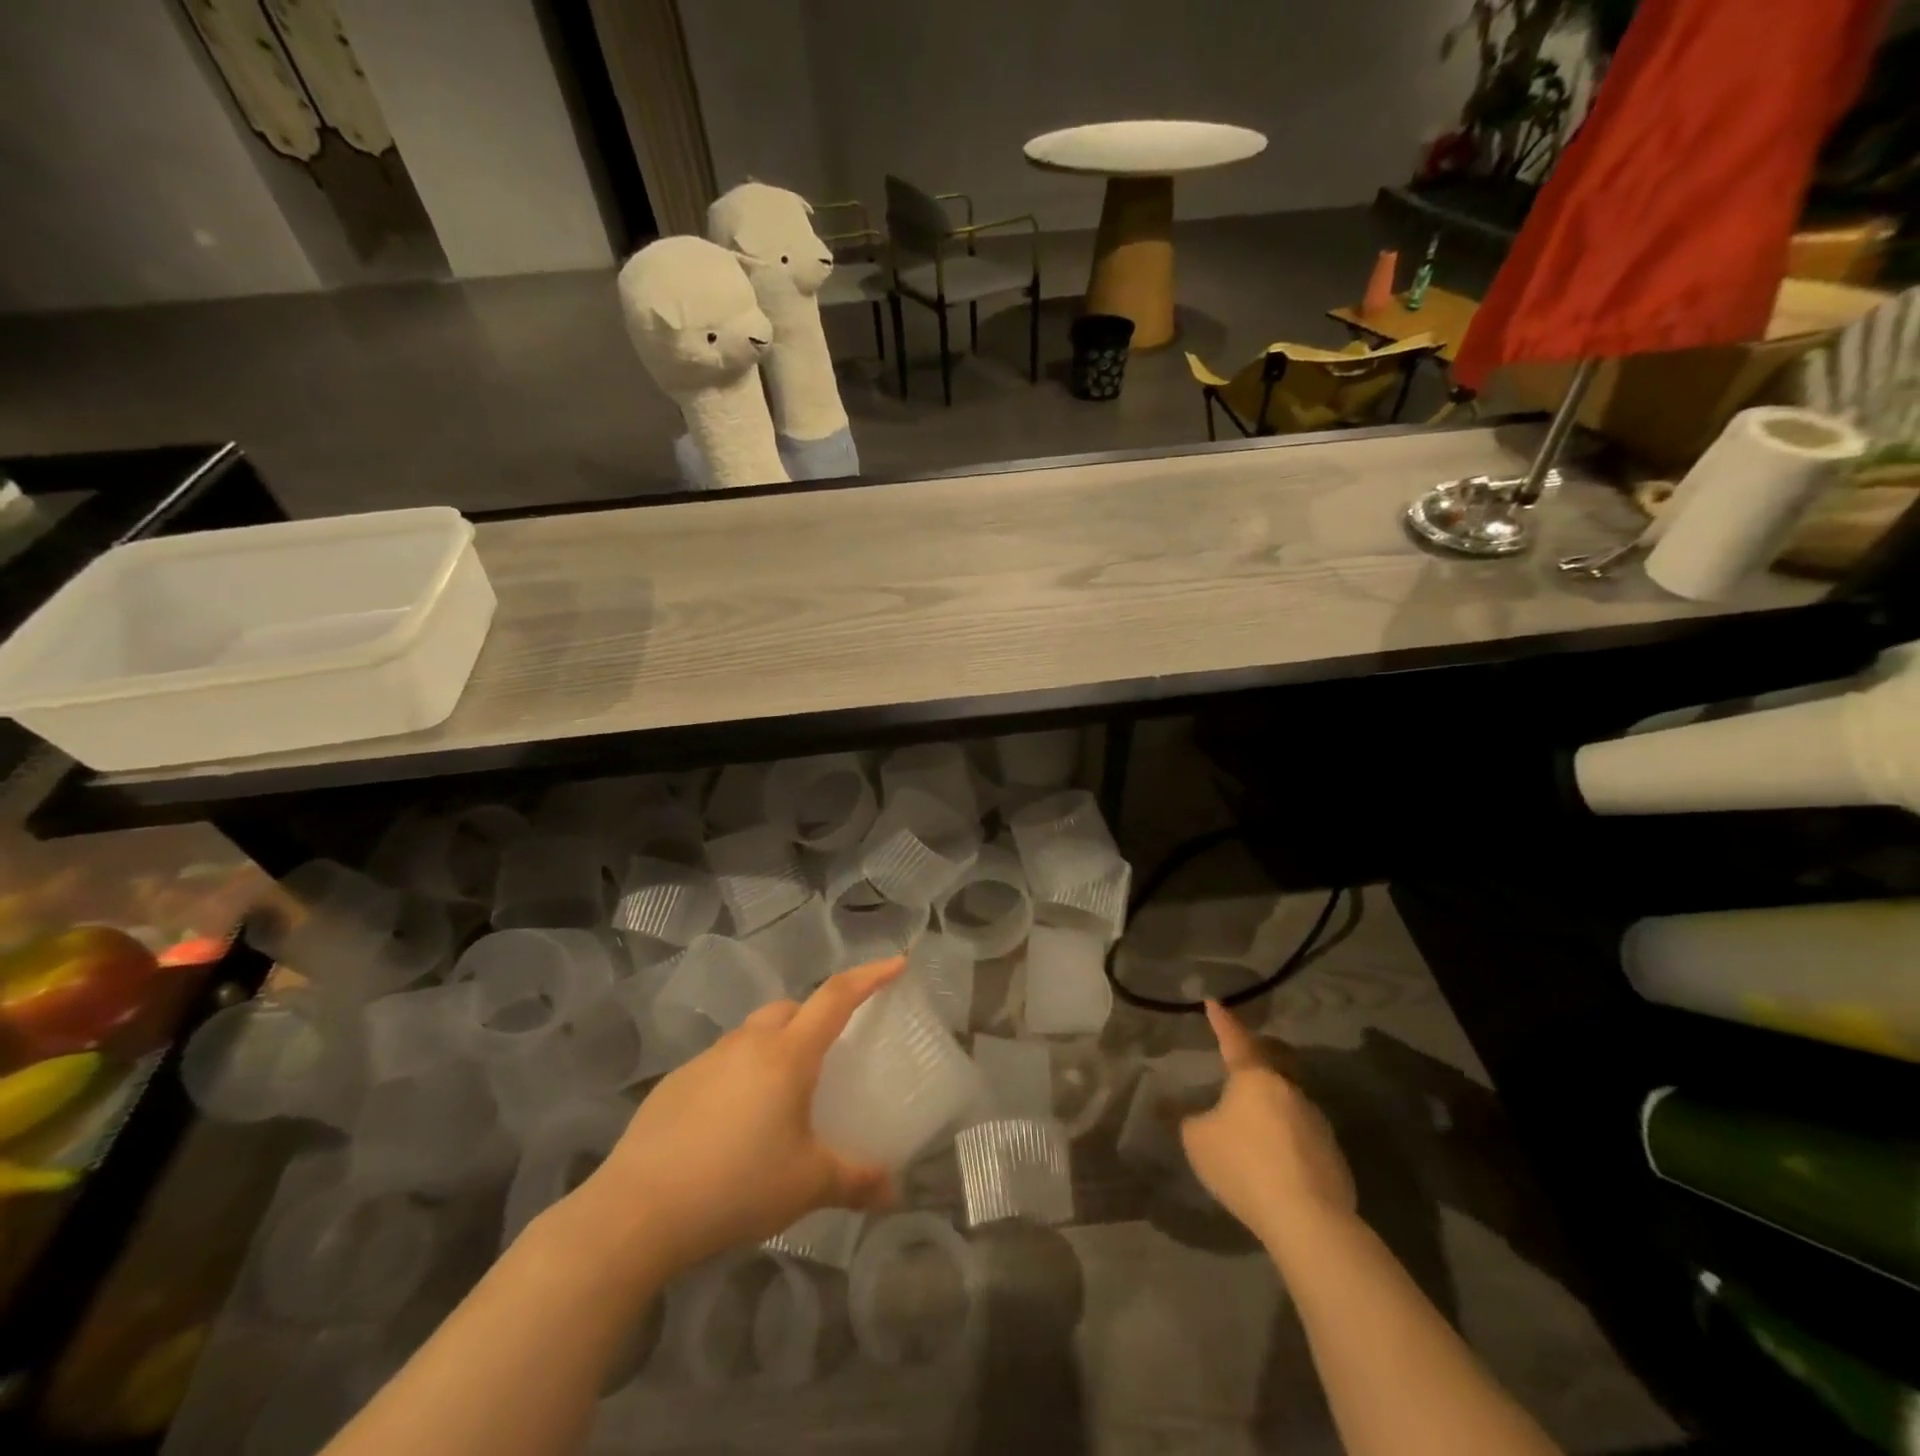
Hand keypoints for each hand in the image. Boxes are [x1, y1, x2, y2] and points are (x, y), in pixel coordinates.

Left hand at [562, 956, 904, 1281]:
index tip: (896, 964)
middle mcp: (748, 1043)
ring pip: (753, 1035)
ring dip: (774, 1049)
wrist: (637, 1211)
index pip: (837, 996)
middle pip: (790, 1009)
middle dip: (815, 1018)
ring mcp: (707, 1059)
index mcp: (788, 1054)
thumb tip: (893, 1192)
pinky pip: (721, 1064)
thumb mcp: (807, 1185)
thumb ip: (856, 1181)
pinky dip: (739, 1077)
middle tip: (829, 1056)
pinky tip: (732, 1127)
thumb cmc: (736, 1186)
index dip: (870, 975)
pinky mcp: (675, 1083)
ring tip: (780, 1100)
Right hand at [1181, 999, 1356, 1251]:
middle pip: (1269, 1066)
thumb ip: (1194, 1120)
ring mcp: (1316, 1122)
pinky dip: (1286, 1140)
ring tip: (1255, 1126)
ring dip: (1272, 1107)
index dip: (1222, 1021)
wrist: (1307, 1219)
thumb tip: (1204, 1117)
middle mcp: (1289, 1089)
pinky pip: (1302, 1136)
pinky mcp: (1334, 1156)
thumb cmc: (1243, 1165)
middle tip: (1239, 1062)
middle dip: (1254, 1061)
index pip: (1234, 1039)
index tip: (1215, 1003)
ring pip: (1288, 1102)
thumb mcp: (1197, 1140)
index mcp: (1254, 1077)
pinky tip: (1276, 1162)